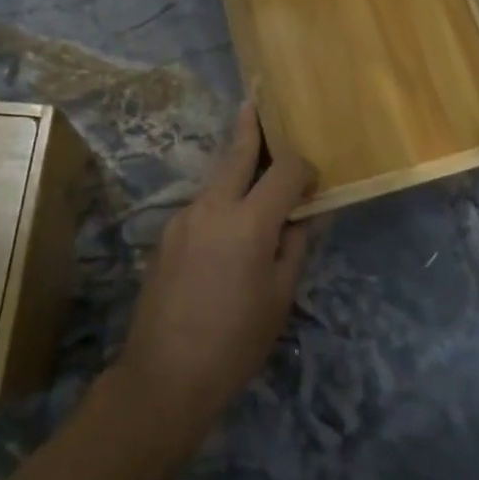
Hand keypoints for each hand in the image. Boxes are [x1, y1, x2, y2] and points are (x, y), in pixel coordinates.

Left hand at [114, 105, 315, 435]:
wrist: (165, 376)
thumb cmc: (235, 342)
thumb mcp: (280, 297)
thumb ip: (295, 246)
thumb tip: (307, 215)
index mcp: (248, 222)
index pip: (284, 170)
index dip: (304, 169)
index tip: (313, 186)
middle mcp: (212, 207)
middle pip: (236, 153)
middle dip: (250, 127)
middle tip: (255, 103)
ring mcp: (183, 218)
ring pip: (216, 179)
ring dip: (236, 170)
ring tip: (253, 174)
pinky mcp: (166, 234)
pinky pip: (201, 205)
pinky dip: (220, 202)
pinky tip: (226, 230)